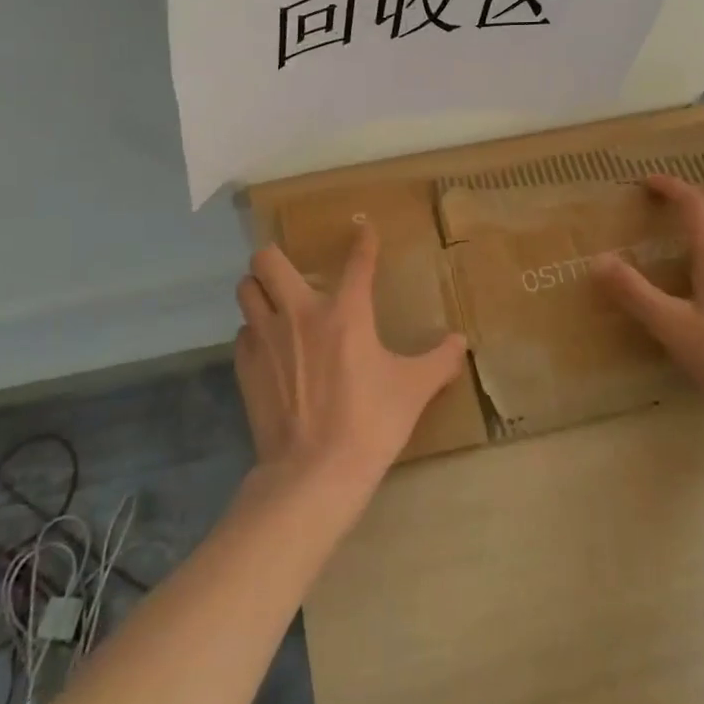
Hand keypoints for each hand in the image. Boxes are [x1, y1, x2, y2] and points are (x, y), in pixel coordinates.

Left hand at [233, 224, 467, 499]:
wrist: (313, 474)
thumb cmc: (370, 423)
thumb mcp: (414, 390)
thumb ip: (440, 360)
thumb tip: (461, 342)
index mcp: (345, 312)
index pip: (357, 262)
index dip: (363, 241)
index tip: (364, 229)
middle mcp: (299, 313)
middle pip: (267, 259)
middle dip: (276, 256)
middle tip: (293, 271)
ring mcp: (265, 338)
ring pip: (246, 289)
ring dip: (259, 289)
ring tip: (275, 302)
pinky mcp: (245, 367)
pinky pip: (243, 332)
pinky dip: (254, 332)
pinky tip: (270, 349)